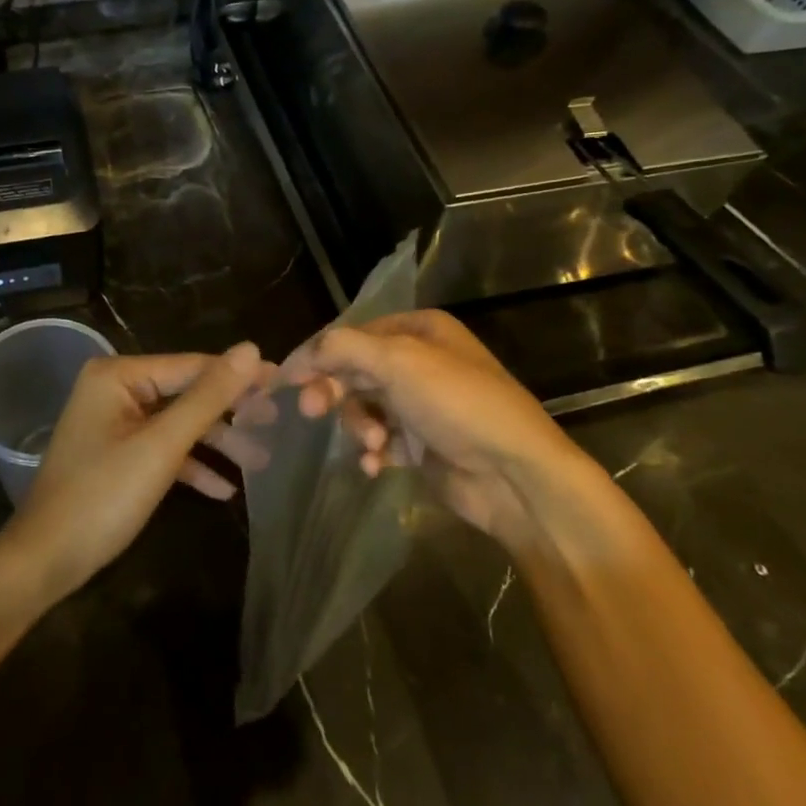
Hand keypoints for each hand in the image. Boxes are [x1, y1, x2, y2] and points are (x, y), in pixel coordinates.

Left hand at [2, 345, 270, 601]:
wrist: (45, 561)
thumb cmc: (102, 498)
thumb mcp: (162, 446)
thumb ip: (207, 398)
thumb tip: (251, 349)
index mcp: (118, 375)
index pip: (192, 365)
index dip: (239, 376)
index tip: (285, 383)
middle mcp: (114, 388)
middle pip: (186, 393)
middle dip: (230, 414)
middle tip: (278, 424)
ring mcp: (114, 422)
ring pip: (177, 423)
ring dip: (216, 443)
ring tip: (262, 460)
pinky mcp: (117, 452)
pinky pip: (162, 448)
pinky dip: (190, 464)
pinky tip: (224, 488)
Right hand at [281, 311, 598, 547]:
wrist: (517, 475)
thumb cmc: (458, 404)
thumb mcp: (398, 361)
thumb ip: (343, 348)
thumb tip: (301, 354)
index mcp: (419, 329)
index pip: (353, 335)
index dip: (319, 355)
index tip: (288, 379)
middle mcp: (420, 361)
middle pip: (355, 371)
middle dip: (334, 392)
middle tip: (311, 411)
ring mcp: (422, 405)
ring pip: (365, 407)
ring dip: (360, 426)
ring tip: (374, 445)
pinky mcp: (423, 444)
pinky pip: (382, 441)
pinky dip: (374, 452)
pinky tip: (377, 466)